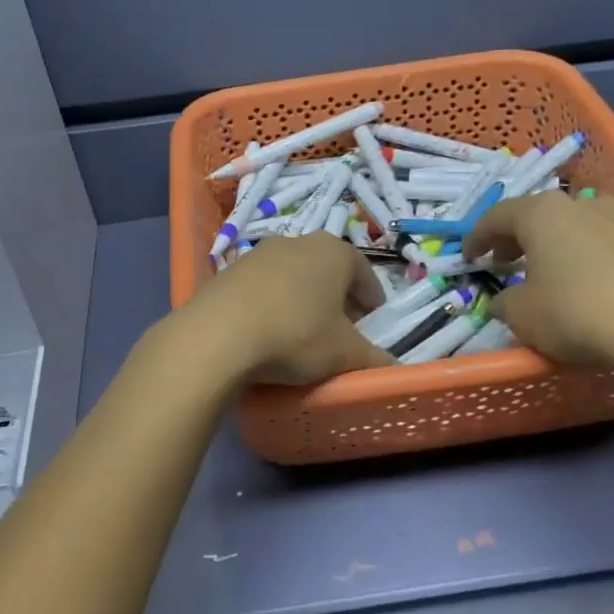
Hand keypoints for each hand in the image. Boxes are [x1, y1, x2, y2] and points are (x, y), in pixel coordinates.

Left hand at [176, 234, 394, 384]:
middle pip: (327, 271)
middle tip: (342, 330)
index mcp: (334, 251)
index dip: (372, 299)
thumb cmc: (296, 335)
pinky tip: (267, 332)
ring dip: (303, 300)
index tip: (373, 322)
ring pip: (293, 276)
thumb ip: (375, 360)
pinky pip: (262, 287)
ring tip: (303, 334)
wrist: (218, 335)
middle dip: (338, 298)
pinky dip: (272, 305)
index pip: (364, 273)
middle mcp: (298, 241)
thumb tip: (395, 371)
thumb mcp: (344, 354)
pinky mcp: (229, 271)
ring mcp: (259, 253)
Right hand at [465, 192, 613, 391]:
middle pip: (536, 215)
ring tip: (547, 272)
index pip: (496, 217)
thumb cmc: (576, 313)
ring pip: (573, 226)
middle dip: (515, 238)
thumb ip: (504, 303)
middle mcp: (580, 204)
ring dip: (553, 245)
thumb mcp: (521, 316)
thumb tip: (505, 301)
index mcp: (540, 213)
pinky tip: (586, 284)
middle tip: (503, 262)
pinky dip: (585, 257)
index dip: (476, 238)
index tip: (468, 258)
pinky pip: (604, 244)